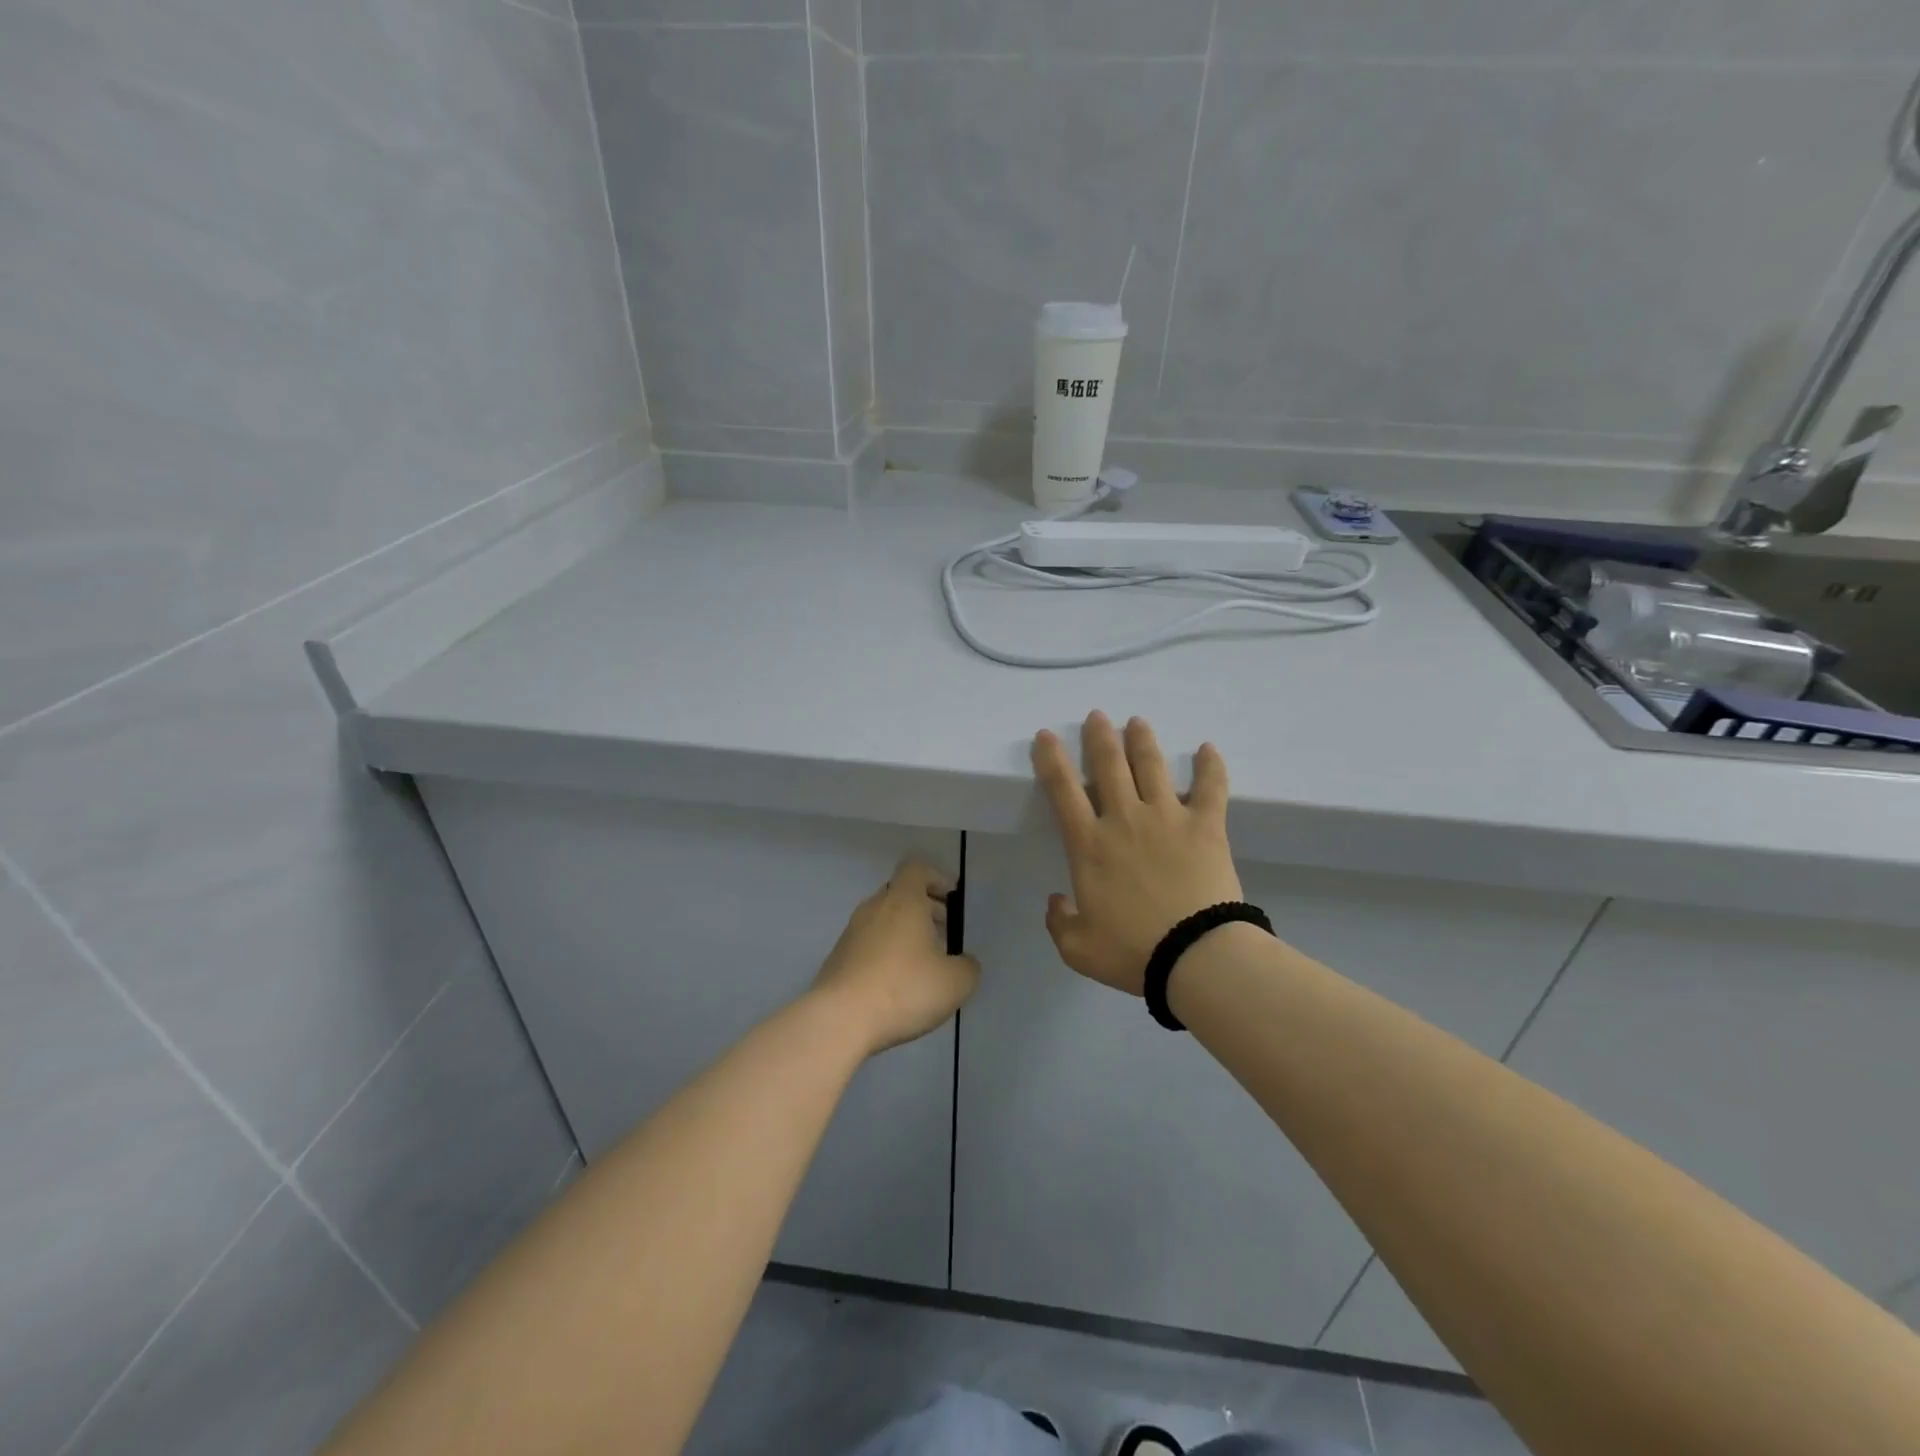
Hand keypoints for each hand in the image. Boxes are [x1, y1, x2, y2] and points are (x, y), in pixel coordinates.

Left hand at [811, 860, 980, 1055]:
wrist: (840, 1020)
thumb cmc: (903, 989)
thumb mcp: (955, 983)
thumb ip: (967, 967)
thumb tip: (964, 962)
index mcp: (903, 901)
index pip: (916, 869)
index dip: (936, 877)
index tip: (952, 897)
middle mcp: (874, 908)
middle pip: (900, 893)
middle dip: (924, 906)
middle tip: (944, 930)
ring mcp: (851, 932)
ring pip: (883, 918)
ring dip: (904, 930)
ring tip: (923, 960)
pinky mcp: (838, 958)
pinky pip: (868, 943)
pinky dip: (885, 951)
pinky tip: (897, 981)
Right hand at [1031, 712, 1242, 994]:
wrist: (1195, 956)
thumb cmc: (1133, 952)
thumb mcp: (1078, 949)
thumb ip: (1059, 922)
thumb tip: (1056, 901)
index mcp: (1089, 845)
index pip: (1062, 790)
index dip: (1051, 759)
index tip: (1045, 736)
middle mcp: (1124, 819)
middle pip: (1109, 765)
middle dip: (1099, 737)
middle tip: (1096, 716)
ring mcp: (1167, 818)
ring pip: (1151, 766)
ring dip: (1142, 741)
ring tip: (1137, 722)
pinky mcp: (1205, 826)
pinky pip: (1210, 788)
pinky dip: (1210, 766)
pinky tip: (1208, 748)